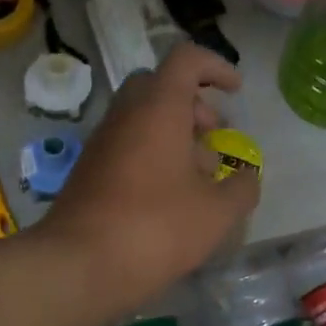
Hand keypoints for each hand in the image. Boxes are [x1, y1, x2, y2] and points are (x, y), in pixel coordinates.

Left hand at [38, 43, 260, 303]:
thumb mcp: (217, 213)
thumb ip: (242, 188)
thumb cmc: (156, 228)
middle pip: (160, 86)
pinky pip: (127, 145)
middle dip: (192, 103)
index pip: (186, 59)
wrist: (78, 265)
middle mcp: (126, 114)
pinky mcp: (89, 170)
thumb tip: (247, 178)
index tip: (236, 91)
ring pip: (142, 117)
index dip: (216, 66)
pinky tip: (169, 198)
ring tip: (198, 177)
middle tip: (212, 134)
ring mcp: (102, 142)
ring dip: (174, 134)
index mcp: (158, 107)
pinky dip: (152, 155)